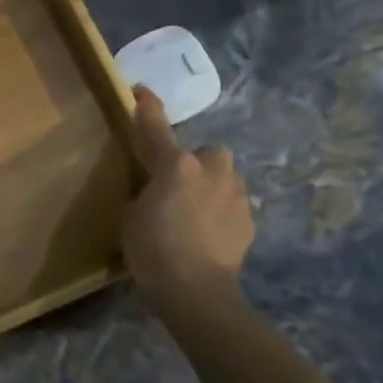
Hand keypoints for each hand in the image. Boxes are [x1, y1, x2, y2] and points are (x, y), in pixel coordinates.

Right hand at [121, 86, 254, 307]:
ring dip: (209, 187)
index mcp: (177, 165)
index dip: (148, 108)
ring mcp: (236, 195)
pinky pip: (230, 204)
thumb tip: (158, 188)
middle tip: (174, 184)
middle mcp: (212, 171)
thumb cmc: (152, 248)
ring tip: (190, 212)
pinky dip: (219, 211)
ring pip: (223, 178)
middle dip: (194, 163)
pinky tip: (205, 232)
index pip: (157, 128)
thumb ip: (147, 190)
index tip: (143, 91)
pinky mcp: (249, 220)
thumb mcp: (133, 213)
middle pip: (206, 153)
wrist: (195, 291)